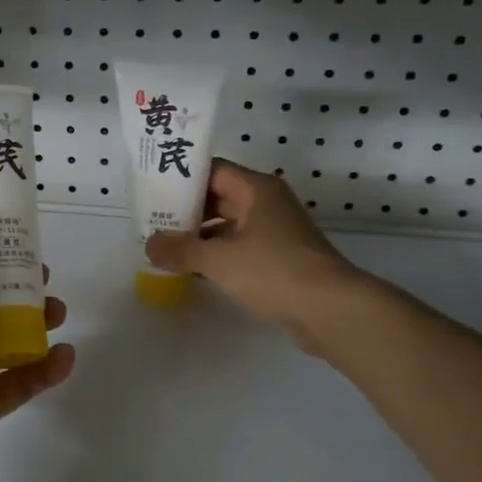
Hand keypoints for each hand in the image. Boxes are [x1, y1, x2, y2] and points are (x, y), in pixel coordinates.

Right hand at [145, 159, 363, 355]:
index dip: (181, 177)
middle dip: (185, 210)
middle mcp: (266, 204)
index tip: (152, 189)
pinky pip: (238, 248)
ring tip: (163, 247)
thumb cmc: (274, 271)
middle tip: (151, 221)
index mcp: (256, 189)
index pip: (212, 170)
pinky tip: (190, 270)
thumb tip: (149, 244)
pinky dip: (215, 255)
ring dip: (198, 236)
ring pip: (227, 225)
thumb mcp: (219, 259)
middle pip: (218, 197)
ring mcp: (274, 232)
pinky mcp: (277, 259)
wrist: (331, 310)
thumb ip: (180, 250)